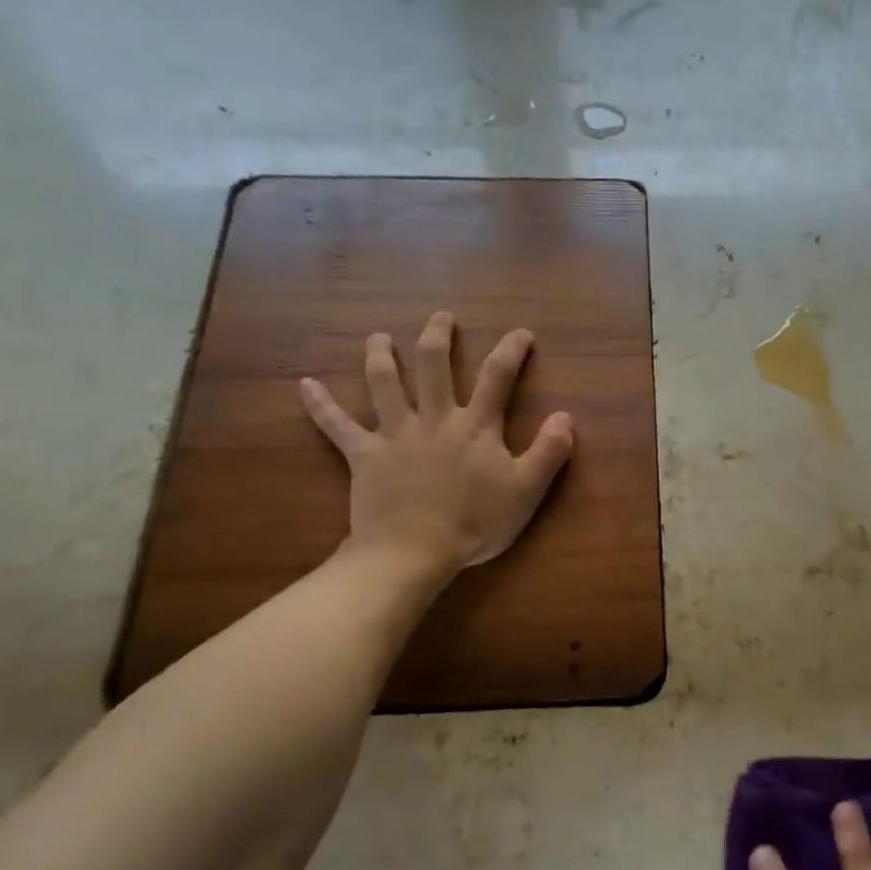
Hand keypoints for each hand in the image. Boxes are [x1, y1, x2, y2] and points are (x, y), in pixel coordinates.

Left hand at [299, 312, 574, 575]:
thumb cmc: (475, 524)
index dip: (511, 351)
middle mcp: (433, 419)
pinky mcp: (364, 456)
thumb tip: (566, 417)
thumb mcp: (526, 492)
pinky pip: (337, 426)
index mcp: (475, 426)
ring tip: (379, 337)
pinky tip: (305, 385)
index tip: (520, 333)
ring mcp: (395, 434)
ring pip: (384, 383)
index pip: (496, 377)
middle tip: (441, 317)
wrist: (414, 552)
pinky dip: (320, 405)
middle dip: (438, 336)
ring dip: (381, 355)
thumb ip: (549, 452)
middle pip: (433, 365)